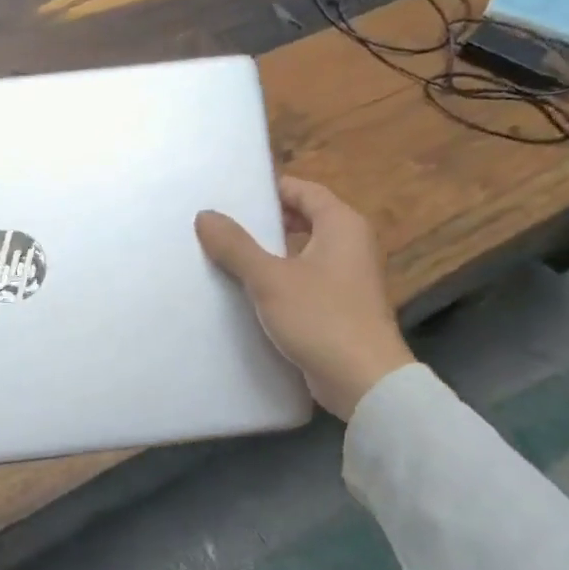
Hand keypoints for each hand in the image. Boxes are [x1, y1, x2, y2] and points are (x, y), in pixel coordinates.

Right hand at [196, 176, 413, 419]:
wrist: (363, 381)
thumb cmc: (321, 317)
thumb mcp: (270, 279)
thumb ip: (236, 246)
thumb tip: (205, 215)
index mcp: (342, 226)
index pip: (304, 190)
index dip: (270, 189)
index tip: (233, 195)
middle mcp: (350, 246)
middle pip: (303, 221)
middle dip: (264, 223)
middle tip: (222, 226)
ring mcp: (347, 280)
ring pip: (301, 255)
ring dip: (268, 256)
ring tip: (225, 258)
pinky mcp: (339, 309)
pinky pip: (304, 284)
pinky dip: (279, 283)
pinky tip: (247, 295)